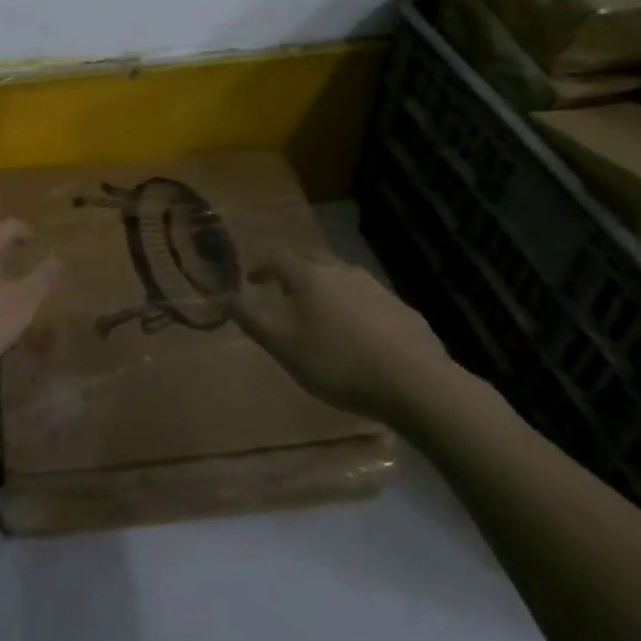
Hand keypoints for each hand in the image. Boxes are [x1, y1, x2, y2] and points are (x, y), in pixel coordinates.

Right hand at [235, 252, 468, 429]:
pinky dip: (352, 306)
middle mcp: (341, 271)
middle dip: (293, 270)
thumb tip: (224, 295)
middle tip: (283, 290)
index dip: (260, 266)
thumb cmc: (338, 362)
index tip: (251, 280)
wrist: (416, 382)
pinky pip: (366, 298)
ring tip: (319, 313)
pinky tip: (357, 333)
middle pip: (310, 259)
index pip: (276, 257)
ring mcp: (375, 287)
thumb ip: (252, 320)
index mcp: (309, 276)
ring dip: (324, 287)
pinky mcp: (401, 308)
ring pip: (341, 277)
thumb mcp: (284, 347)